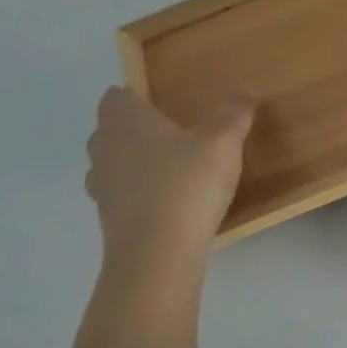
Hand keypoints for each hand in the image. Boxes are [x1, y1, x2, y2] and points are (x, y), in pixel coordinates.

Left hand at [85, 88, 253, 263]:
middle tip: (166, 130)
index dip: (131, 95)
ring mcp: (102, 188)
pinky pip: (119, 196)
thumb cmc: (186, 183)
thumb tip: (244, 92)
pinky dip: (136, 194)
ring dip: (130, 162)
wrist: (157, 255)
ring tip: (166, 166)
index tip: (154, 99)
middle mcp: (105, 149)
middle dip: (130, 128)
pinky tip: (165, 200)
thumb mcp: (223, 142)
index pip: (113, 98)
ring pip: (109, 164)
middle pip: (108, 130)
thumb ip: (234, 114)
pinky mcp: (108, 221)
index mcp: (126, 122)